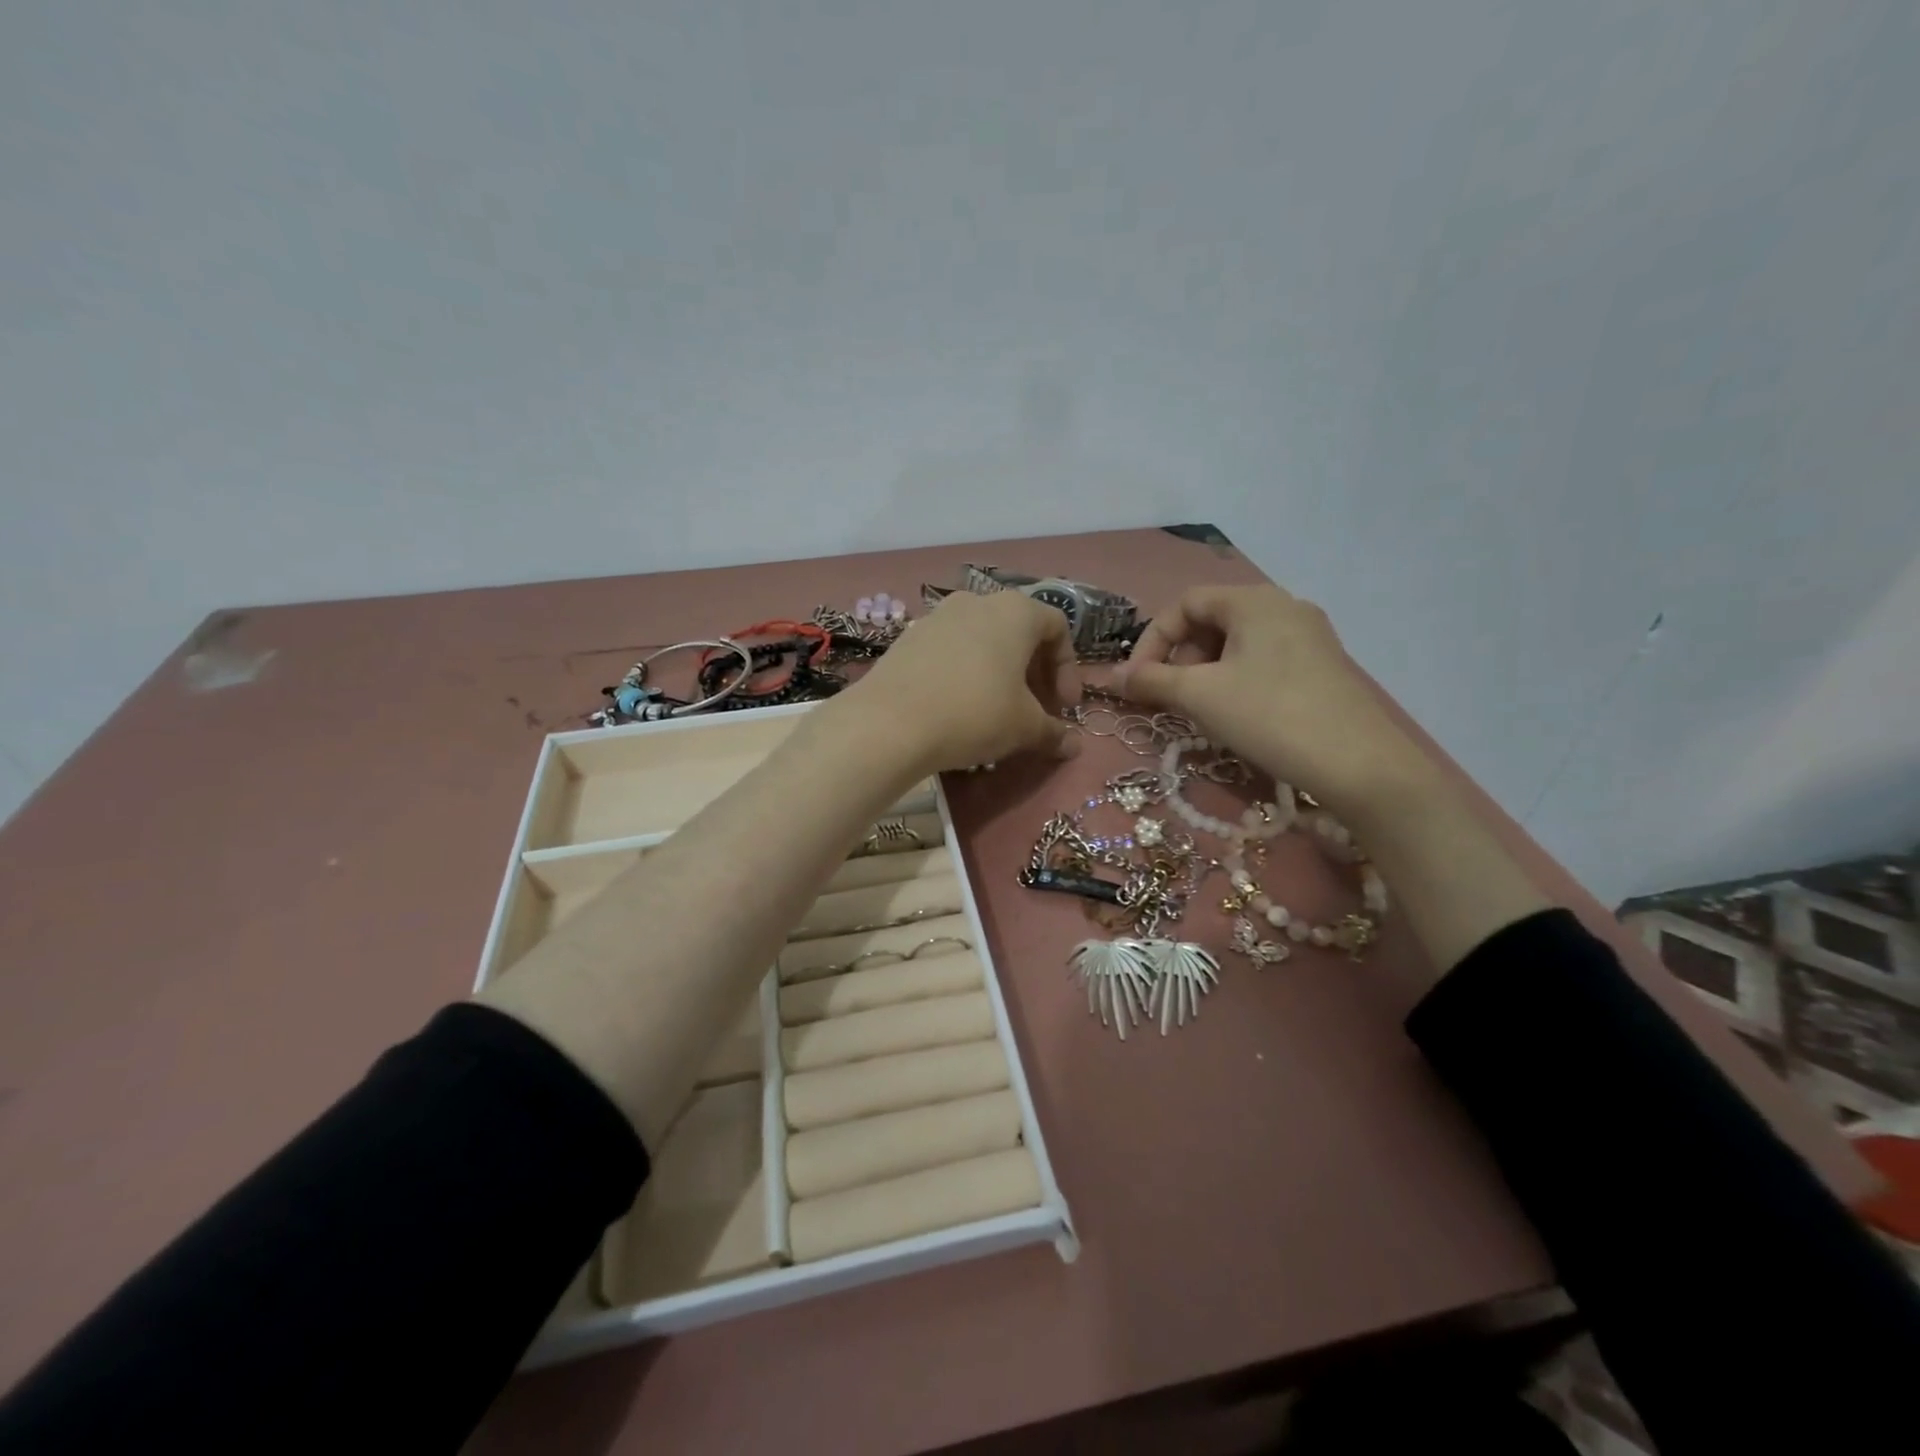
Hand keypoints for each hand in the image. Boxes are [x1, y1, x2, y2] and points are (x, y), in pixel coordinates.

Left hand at [843, 591, 1081, 775]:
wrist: (889, 723)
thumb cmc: (974, 713)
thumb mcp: (1024, 727)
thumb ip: (1053, 732)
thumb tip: (1074, 746)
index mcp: (1015, 611)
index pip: (1057, 627)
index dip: (1068, 668)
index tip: (1064, 706)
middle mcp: (977, 602)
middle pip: (1019, 632)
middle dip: (1034, 673)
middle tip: (1036, 710)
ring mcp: (938, 616)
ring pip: (983, 641)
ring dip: (999, 673)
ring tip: (998, 711)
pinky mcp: (909, 638)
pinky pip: (951, 651)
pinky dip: (966, 673)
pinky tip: (959, 708)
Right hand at [1115, 584, 1426, 809]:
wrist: (1360, 765)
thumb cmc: (1270, 716)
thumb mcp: (1200, 696)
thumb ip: (1152, 680)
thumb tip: (1113, 677)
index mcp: (1254, 600)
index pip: (1185, 603)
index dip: (1152, 639)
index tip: (1138, 680)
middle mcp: (1284, 606)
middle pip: (1212, 620)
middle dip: (1181, 657)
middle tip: (1174, 695)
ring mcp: (1309, 636)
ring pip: (1238, 643)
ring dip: (1206, 672)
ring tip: (1203, 709)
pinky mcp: (1322, 666)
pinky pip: (1264, 661)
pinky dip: (1236, 680)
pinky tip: (1238, 714)